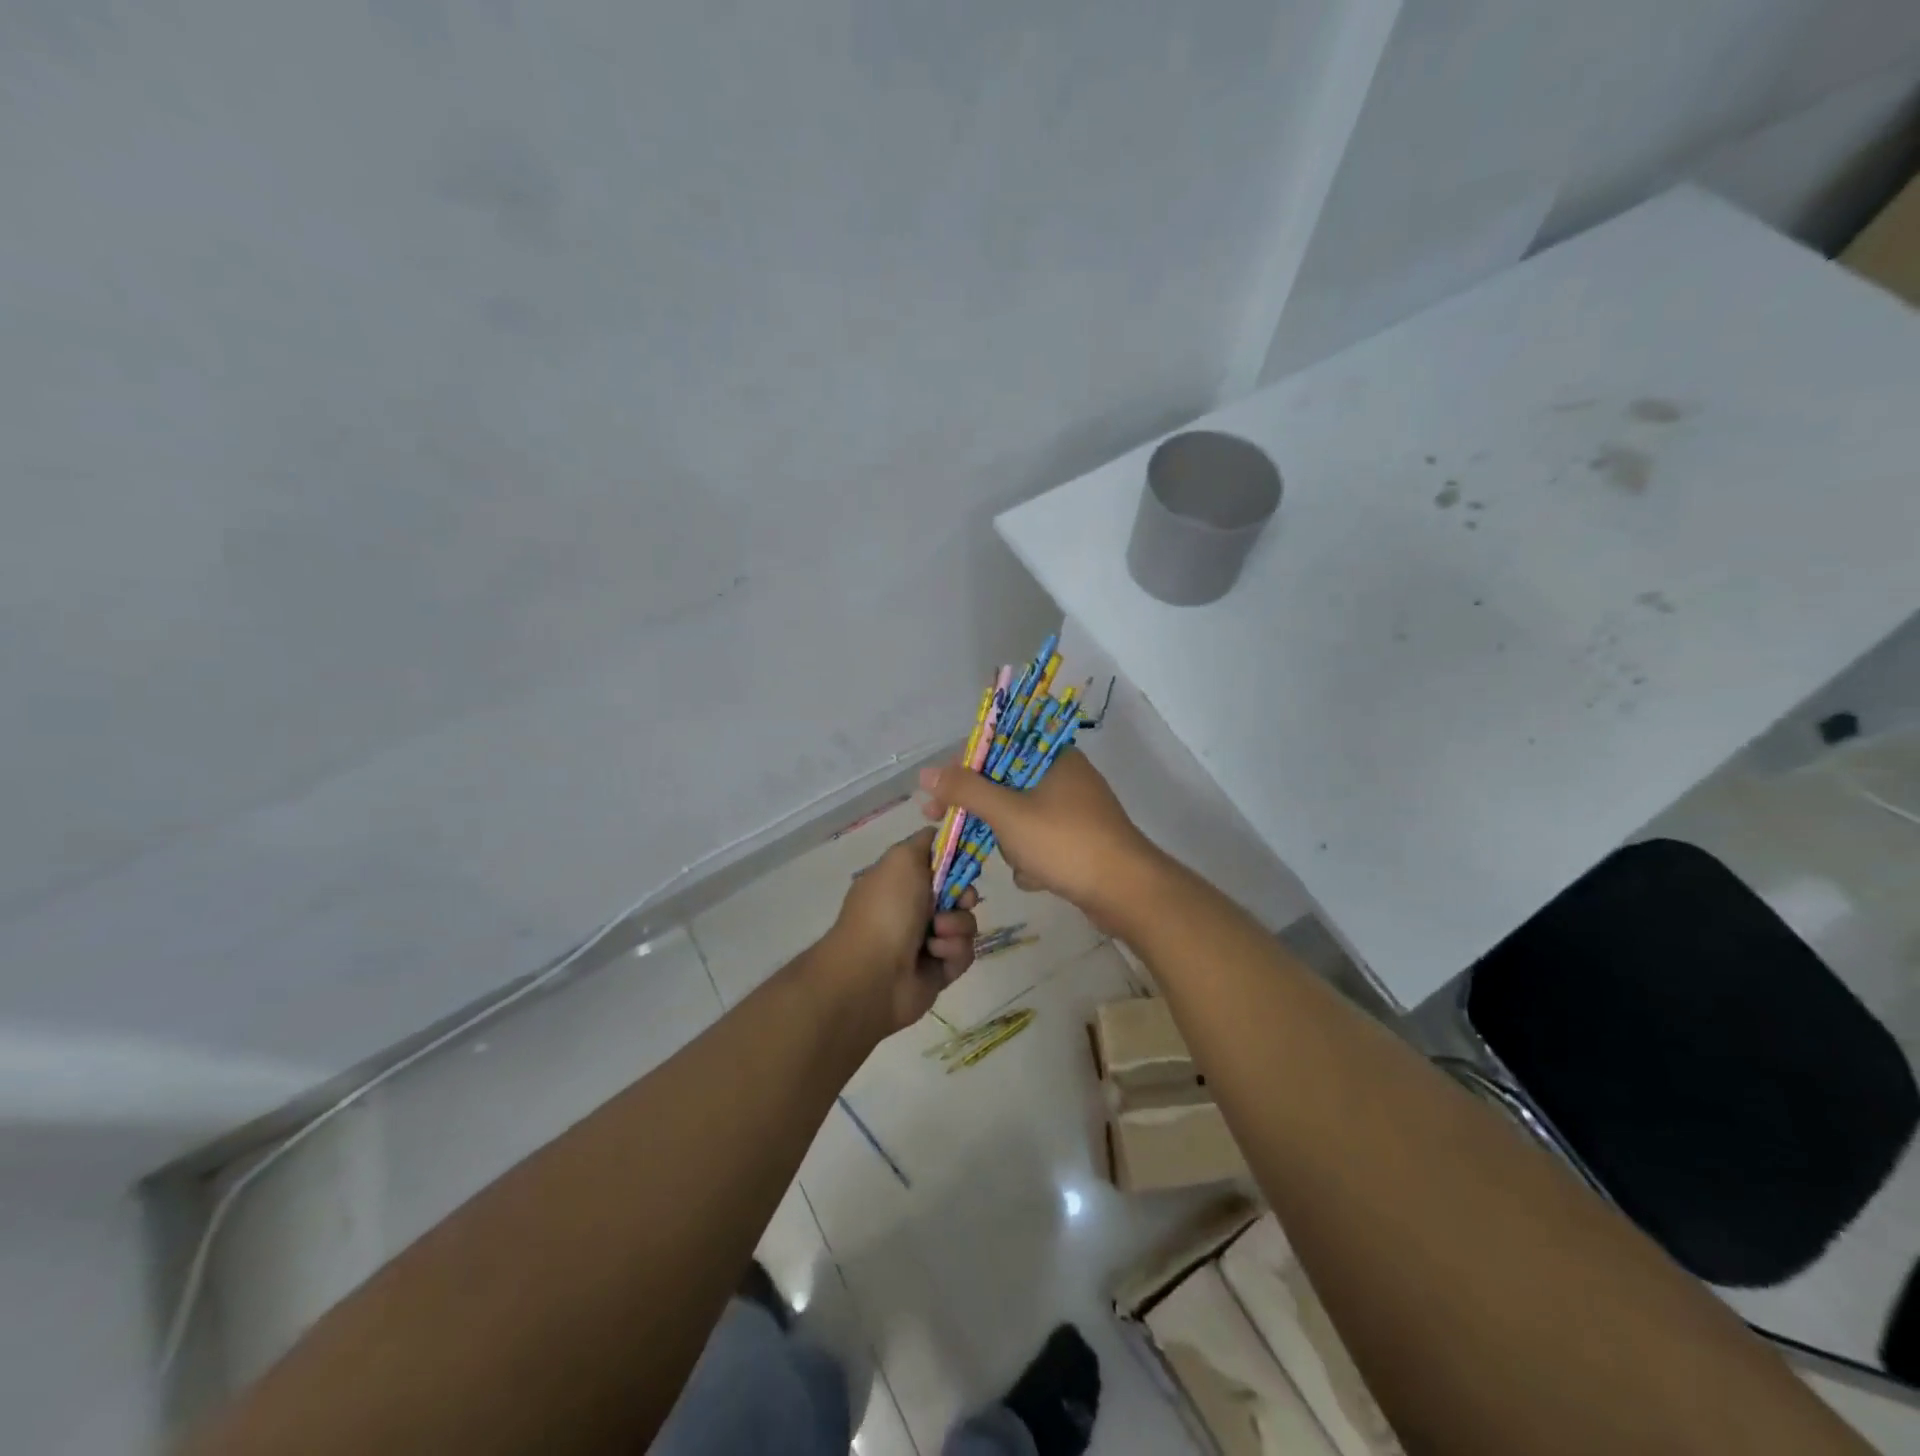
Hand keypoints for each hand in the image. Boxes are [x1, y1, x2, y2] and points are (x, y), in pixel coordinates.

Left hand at [826, 827, 978, 1034]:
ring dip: (956, 925)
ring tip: (936, 934)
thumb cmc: (887, 909)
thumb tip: (940, 834)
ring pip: (965, 923)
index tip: (966, 860)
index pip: (939, 862)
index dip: (956, 860)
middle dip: (964, 894)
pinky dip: (953, 951)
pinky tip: (935, 955)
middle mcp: (913, 908)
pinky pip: (964, 952)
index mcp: (900, 880)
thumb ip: (925, 842)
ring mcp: (926, 939)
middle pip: (958, 892)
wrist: (873, 973)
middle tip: (959, 900)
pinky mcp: (939, 969)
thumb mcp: (902, 859)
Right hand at [918, 749, 1162, 930]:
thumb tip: (926, 772)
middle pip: (1005, 787)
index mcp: (1052, 756)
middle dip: (988, 818)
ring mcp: (1076, 809)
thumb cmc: (1065, 842)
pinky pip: (1041, 841)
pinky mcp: (1081, 839)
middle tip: (954, 832)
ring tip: (1023, 863)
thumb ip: (966, 790)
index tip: (938, 796)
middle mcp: (1065, 776)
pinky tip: (1038, 877)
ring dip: (1013, 844)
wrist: (1126, 891)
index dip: (963, 772)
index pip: (996, 749)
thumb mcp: (1007, 813)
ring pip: (1021, 819)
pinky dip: (1034, 859)